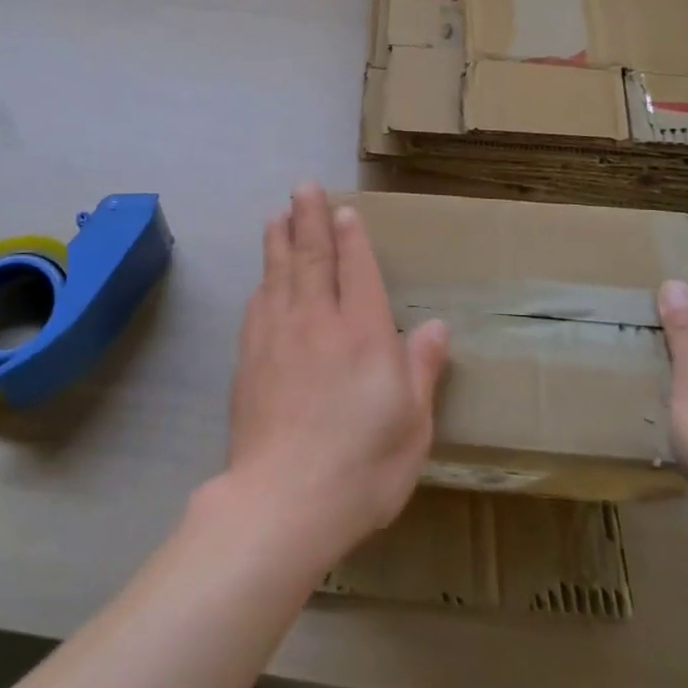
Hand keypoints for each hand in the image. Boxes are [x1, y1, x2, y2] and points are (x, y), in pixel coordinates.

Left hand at [216, 184, 450, 567]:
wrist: (282, 502)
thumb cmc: (361, 467)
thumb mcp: (412, 425)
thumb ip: (422, 368)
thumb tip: (437, 325)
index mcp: (362, 333)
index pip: (356, 269)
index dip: (350, 236)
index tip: (343, 210)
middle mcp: (317, 322)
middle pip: (311, 257)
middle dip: (308, 218)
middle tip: (302, 186)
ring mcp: (277, 337)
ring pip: (278, 273)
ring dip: (278, 239)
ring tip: (277, 214)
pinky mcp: (249, 359)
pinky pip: (257, 306)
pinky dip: (262, 283)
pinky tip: (261, 279)